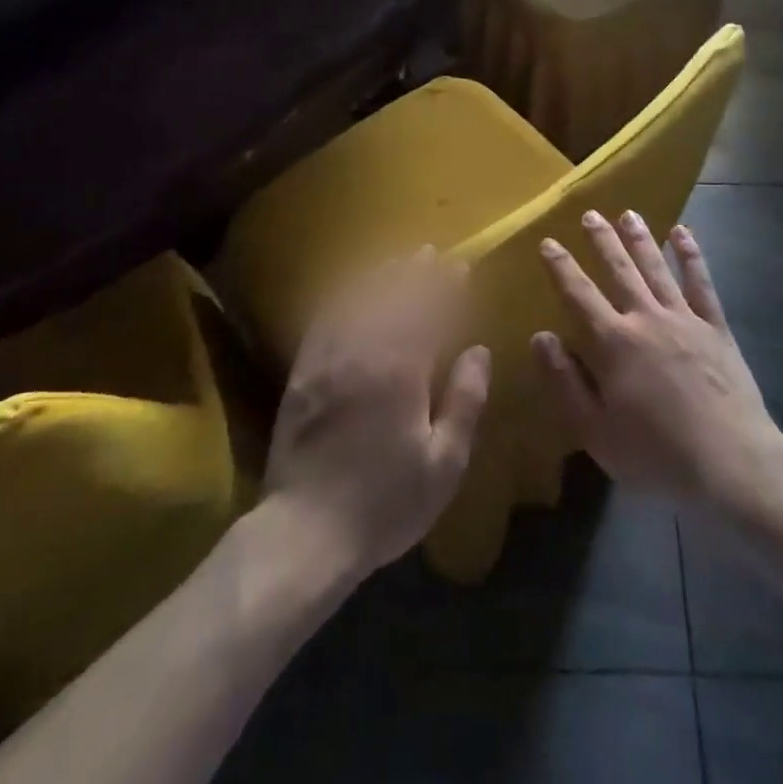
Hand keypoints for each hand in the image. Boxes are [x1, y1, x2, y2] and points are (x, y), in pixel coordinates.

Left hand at [264, 248, 491, 576]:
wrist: (306, 530)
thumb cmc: (385, 501)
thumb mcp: (444, 463)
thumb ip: (465, 401)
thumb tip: (479, 350)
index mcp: (403, 370)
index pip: (429, 312)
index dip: (445, 287)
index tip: (459, 267)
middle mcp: (364, 351)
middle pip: (393, 297)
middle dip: (415, 272)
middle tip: (431, 253)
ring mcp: (328, 358)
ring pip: (358, 300)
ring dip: (380, 276)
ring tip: (397, 261)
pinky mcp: (303, 371)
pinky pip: (325, 319)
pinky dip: (343, 297)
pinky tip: (351, 291)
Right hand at [532, 212, 782, 505]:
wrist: (730, 462)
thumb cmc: (656, 454)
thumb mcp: (595, 431)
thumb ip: (565, 381)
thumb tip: (540, 336)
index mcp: (613, 343)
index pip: (579, 295)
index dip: (562, 267)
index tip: (548, 242)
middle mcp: (646, 319)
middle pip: (620, 270)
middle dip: (603, 241)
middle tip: (590, 214)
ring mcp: (685, 319)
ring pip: (657, 268)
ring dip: (641, 239)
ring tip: (628, 213)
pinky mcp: (716, 327)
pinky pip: (701, 283)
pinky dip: (691, 256)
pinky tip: (683, 233)